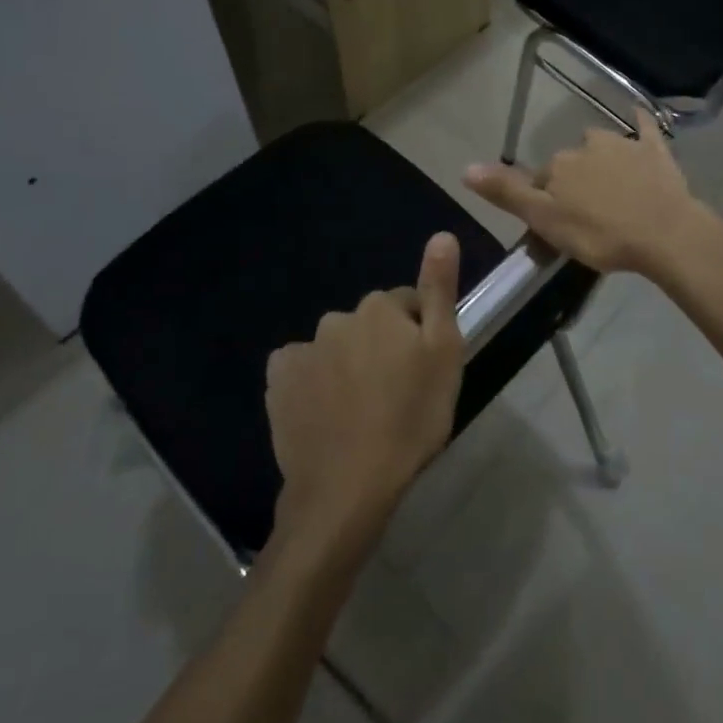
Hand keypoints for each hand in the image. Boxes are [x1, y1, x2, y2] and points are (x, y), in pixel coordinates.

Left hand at [265, 233, 464, 549]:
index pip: (408, 306)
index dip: (419, 337)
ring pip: (337, 348)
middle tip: (396, 395)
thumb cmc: (410, 419)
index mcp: (379, 308)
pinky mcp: (279, 383)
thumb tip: (442, 234)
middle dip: (382, 348)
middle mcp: (337, 318)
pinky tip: (325, 413)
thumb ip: (440, 289)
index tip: (423, 373)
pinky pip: (302, 370)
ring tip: (362, 411)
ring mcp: (303, 350)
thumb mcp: (444, 353)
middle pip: (370, 325)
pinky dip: (314, 382)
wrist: (347, 487)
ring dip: (349, 366)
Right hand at [463, 110, 711, 276]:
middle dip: (574, 184)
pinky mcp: (655, 150)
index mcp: (559, 165)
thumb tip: (464, 167)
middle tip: (586, 217)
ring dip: (602, 162)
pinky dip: (641, 121)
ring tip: (612, 193)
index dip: (546, 203)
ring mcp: (624, 144)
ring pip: (603, 148)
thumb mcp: (545, 220)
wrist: (665, 233)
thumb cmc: (600, 233)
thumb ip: (507, 193)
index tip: (558, 227)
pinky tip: (641, 112)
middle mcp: (587, 145)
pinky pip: (645, 128)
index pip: (542, 180)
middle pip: (571, 164)